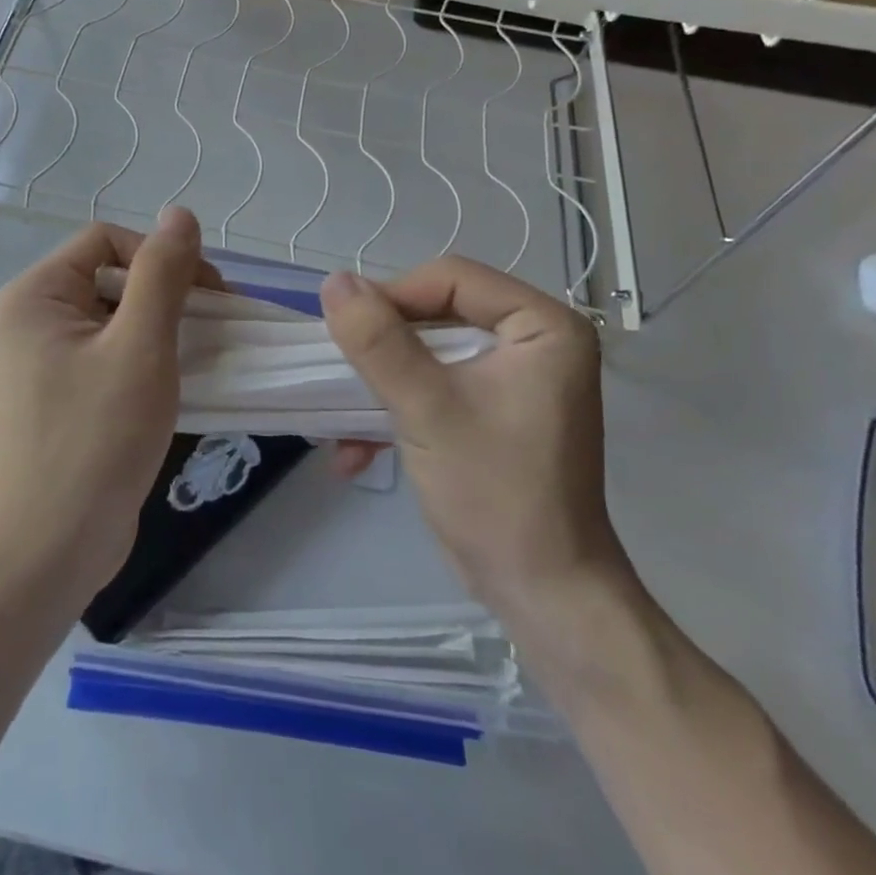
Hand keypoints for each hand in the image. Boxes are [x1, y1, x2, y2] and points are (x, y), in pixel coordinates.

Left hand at [0, 207, 216, 610]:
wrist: (49, 551)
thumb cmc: (96, 440)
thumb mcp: (140, 347)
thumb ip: (162, 274)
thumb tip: (180, 213)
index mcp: (35, 295)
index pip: (107, 241)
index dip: (160, 255)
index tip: (209, 294)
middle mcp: (29, 319)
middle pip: (109, 278)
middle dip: (165, 293)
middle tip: (211, 327)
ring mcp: (40, 361)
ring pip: (112, 319)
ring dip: (160, 328)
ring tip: (200, 355)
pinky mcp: (58, 396)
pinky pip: (106, 355)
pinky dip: (143, 359)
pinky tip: (174, 382)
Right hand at [320, 260, 629, 628]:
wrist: (540, 595)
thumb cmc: (495, 494)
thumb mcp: (427, 409)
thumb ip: (378, 342)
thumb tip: (333, 281)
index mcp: (542, 327)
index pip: (452, 279)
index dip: (393, 296)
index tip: (345, 329)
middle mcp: (533, 342)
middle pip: (435, 313)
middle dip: (380, 351)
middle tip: (339, 375)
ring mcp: (511, 378)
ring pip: (425, 351)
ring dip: (379, 387)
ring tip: (338, 424)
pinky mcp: (490, 411)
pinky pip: (433, 387)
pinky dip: (395, 412)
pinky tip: (354, 453)